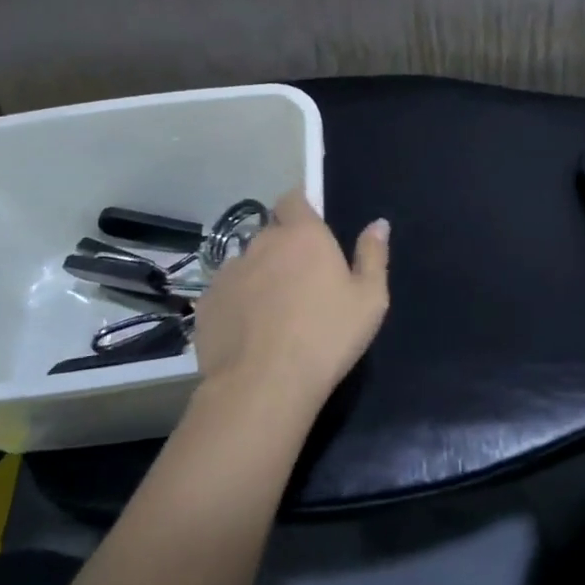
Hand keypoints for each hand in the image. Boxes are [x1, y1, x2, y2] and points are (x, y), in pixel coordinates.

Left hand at [189, 190, 389, 415]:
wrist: (263, 385)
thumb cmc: (327, 337)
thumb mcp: (369, 299)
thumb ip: (373, 255)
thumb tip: (378, 223)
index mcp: (303, 235)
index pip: (293, 199)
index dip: (300, 209)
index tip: (311, 230)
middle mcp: (262, 242)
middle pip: (271, 234)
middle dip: (283, 249)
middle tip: (300, 284)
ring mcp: (229, 271)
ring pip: (247, 264)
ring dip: (259, 276)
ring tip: (272, 313)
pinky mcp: (206, 301)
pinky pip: (226, 293)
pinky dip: (236, 304)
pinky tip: (248, 333)